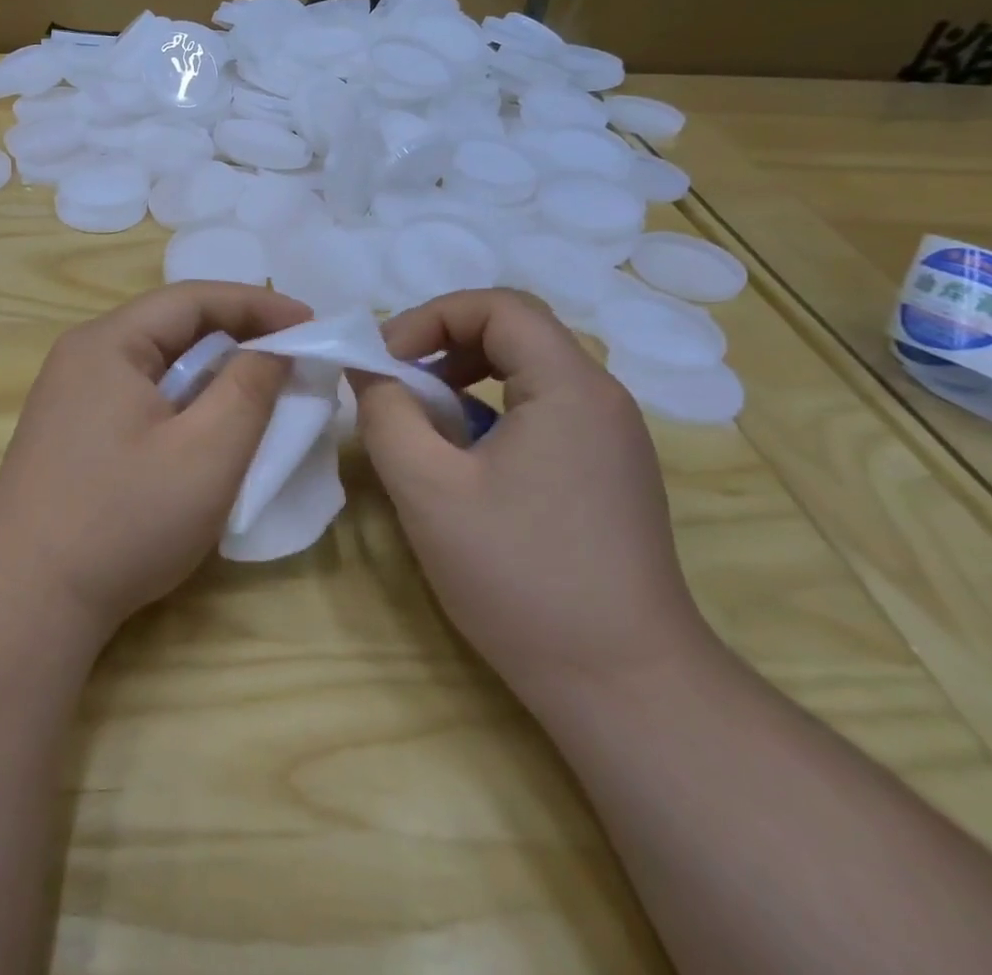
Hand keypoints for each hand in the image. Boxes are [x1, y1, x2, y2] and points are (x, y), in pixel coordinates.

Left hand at [0, 283, 310, 642]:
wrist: (27, 601)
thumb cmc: (123, 520)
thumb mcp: (207, 454)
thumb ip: (249, 389)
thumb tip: (272, 350)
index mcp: (108, 342)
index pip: (193, 299)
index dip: (257, 305)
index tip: (310, 324)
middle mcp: (83, 355)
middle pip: (171, 326)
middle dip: (236, 335)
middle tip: (291, 357)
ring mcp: (70, 395)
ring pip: (156, 362)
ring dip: (210, 370)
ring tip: (259, 389)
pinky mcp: (70, 431)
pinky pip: (139, 394)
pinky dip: (183, 399)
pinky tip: (206, 427)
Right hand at [355, 290, 711, 702]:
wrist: (624, 685)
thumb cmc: (520, 577)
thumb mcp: (428, 489)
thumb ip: (386, 414)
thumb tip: (367, 369)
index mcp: (570, 387)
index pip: (498, 306)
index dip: (430, 317)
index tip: (386, 361)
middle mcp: (601, 398)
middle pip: (516, 331)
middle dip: (444, 343)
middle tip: (396, 382)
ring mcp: (611, 437)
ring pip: (528, 371)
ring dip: (464, 377)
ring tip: (421, 418)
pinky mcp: (608, 472)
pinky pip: (543, 410)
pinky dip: (491, 411)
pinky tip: (462, 459)